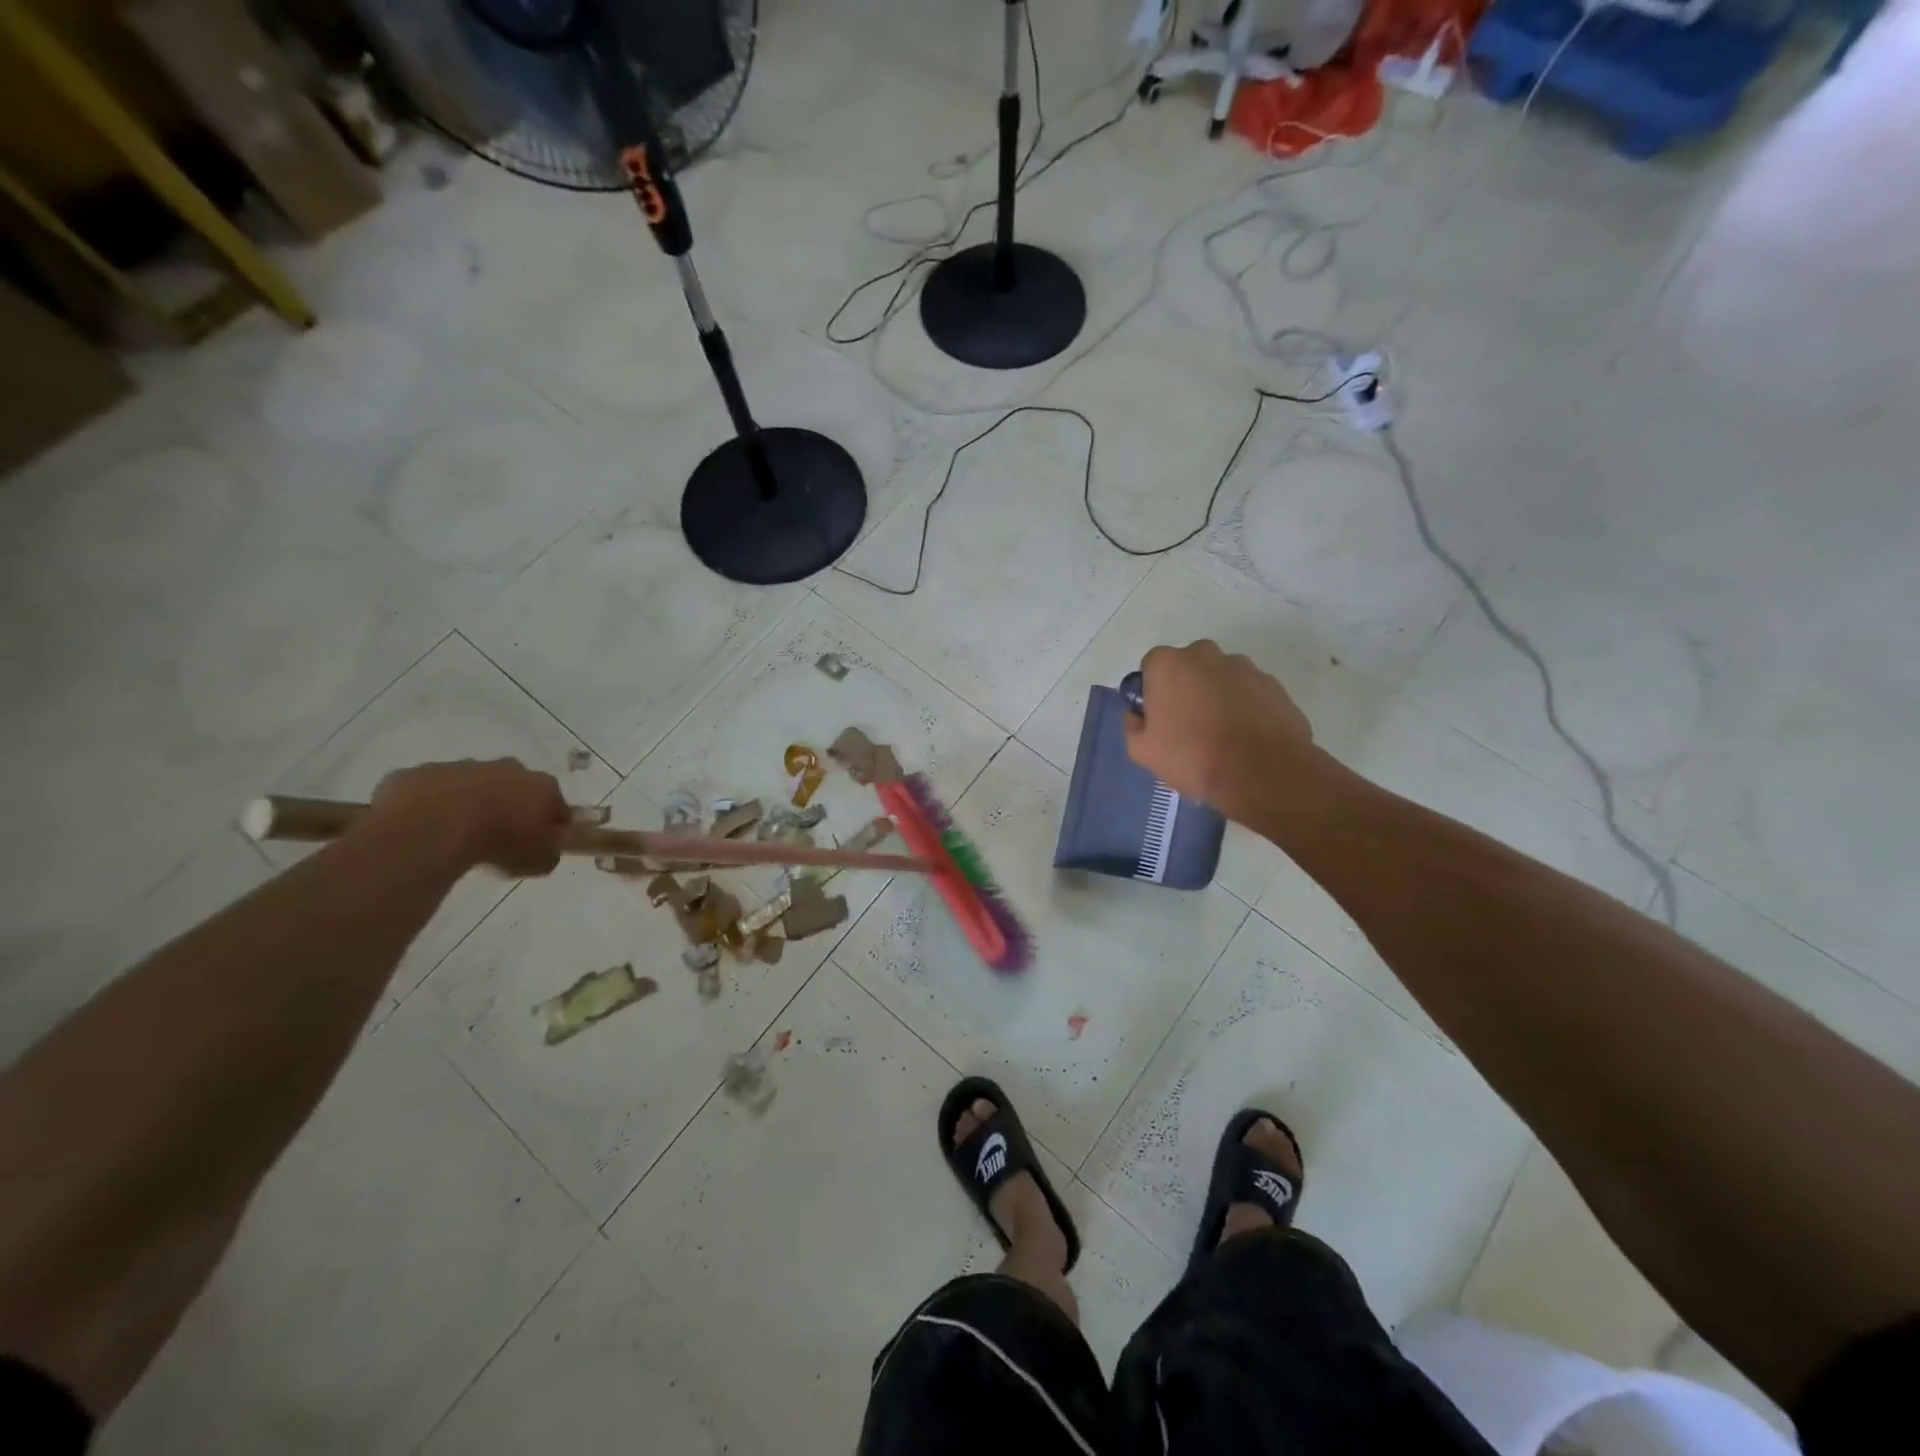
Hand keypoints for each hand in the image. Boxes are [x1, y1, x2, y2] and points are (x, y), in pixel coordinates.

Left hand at [368, 759, 569, 876]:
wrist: (434, 826)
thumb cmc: (499, 842)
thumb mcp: (537, 862)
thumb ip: (547, 854)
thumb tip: (545, 852)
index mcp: (543, 786)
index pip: (557, 804)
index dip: (549, 824)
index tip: (539, 843)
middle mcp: (509, 768)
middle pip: (516, 786)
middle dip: (510, 806)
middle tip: (498, 837)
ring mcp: (463, 766)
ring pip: (472, 784)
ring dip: (470, 803)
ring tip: (457, 836)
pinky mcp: (423, 772)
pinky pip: (431, 790)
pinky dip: (432, 805)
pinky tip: (425, 829)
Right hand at [1122, 641, 1320, 825]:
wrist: (1262, 773)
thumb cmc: (1192, 757)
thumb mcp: (1142, 751)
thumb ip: (1132, 724)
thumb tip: (1138, 714)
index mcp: (1168, 664)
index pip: (1152, 666)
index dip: (1153, 691)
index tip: (1159, 717)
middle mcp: (1206, 654)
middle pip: (1188, 666)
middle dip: (1186, 688)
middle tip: (1188, 725)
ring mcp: (1244, 667)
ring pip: (1221, 677)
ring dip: (1217, 696)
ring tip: (1221, 734)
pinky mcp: (1273, 685)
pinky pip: (1248, 692)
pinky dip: (1244, 707)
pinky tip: (1245, 736)